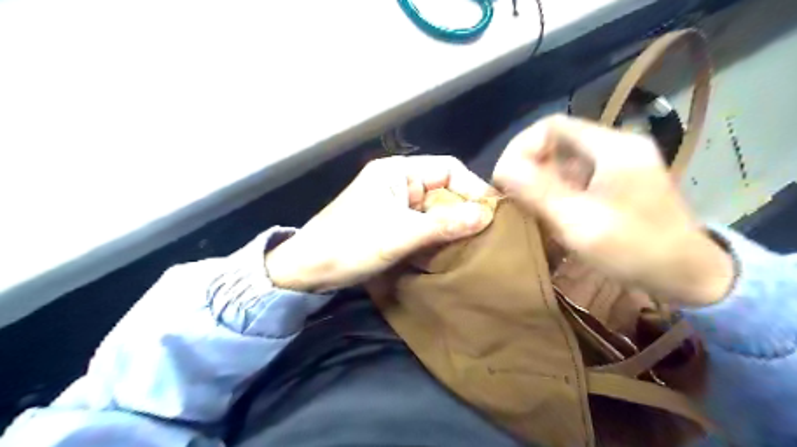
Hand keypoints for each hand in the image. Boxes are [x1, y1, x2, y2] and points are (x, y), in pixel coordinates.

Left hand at [263, 156, 496, 291]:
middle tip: (487, 233)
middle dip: (463, 209)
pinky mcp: (391, 223)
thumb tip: (487, 215)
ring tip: (474, 243)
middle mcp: (398, 183)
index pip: (447, 168)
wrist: (308, 270)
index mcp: (397, 172)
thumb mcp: (400, 234)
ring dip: (451, 225)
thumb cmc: (350, 245)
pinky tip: (450, 250)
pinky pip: (423, 224)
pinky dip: (437, 235)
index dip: (472, 187)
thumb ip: (444, 224)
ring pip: (434, 209)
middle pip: (442, 189)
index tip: (493, 213)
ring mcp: (395, 204)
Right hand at [493, 114, 733, 306]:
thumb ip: (539, 192)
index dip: (521, 147)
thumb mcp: (580, 222)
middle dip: (527, 165)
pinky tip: (546, 210)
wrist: (687, 277)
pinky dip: (554, 189)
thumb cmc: (634, 249)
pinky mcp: (616, 183)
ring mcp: (618, 165)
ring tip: (524, 204)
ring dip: (538, 178)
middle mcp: (615, 147)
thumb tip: (502, 169)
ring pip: (563, 160)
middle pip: (556, 141)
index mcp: (612, 147)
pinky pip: (574, 176)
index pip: (551, 126)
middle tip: (511, 195)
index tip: (505, 179)